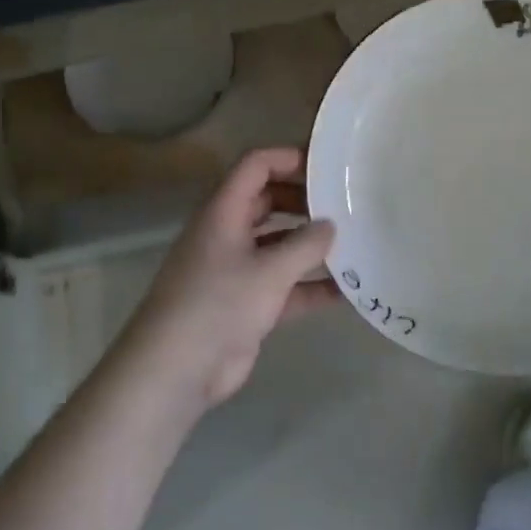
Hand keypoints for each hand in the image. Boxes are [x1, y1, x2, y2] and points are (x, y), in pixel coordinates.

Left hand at [120, 148, 339, 410]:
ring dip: (310, 245)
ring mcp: (236, 270)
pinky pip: (284, 286)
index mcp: (223, 211)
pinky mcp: (246, 304)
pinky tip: (347, 291)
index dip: (288, 159)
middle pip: (268, 202)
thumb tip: (330, 225)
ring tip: (353, 241)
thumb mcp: (269, 271)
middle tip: (345, 203)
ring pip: (278, 246)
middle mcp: (228, 233)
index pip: (255, 166)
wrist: (177, 370)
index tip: (327, 166)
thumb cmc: (219, 304)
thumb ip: (305, 245)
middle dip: (304, 201)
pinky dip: (310, 286)